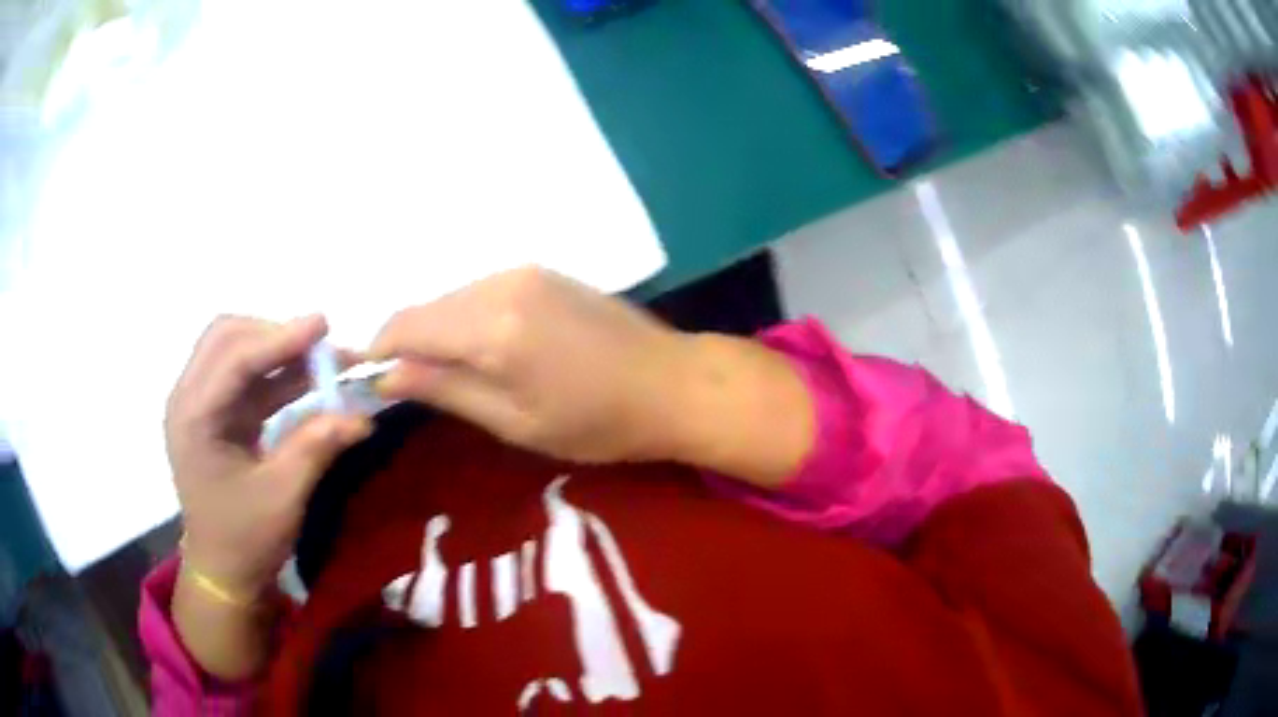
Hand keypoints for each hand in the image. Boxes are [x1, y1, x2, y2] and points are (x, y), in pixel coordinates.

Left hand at [165, 315, 370, 598]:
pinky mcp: (215, 413)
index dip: (279, 338)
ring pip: (235, 350)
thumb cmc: (245, 540)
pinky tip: (307, 377)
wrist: (223, 573)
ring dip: (277, 349)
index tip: (323, 326)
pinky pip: (244, 376)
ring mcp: (199, 404)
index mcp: (194, 418)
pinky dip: (275, 371)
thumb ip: (316, 447)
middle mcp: (188, 399)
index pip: (234, 358)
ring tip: (321, 357)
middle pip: (227, 337)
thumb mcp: (283, 497)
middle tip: (321, 346)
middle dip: (275, 334)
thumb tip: (362, 416)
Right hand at [370, 267, 688, 463]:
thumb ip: (446, 390)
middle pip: (426, 308)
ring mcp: (524, 272)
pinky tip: (483, 349)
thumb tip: (387, 376)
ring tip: (449, 373)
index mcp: (492, 327)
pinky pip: (481, 291)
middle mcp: (501, 285)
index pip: (407, 326)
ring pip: (452, 297)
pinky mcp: (542, 272)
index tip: (368, 377)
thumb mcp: (514, 422)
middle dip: (406, 342)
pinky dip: (466, 318)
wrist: (671, 382)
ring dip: (437, 330)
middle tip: (410, 385)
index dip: (379, 350)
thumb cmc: (597, 422)